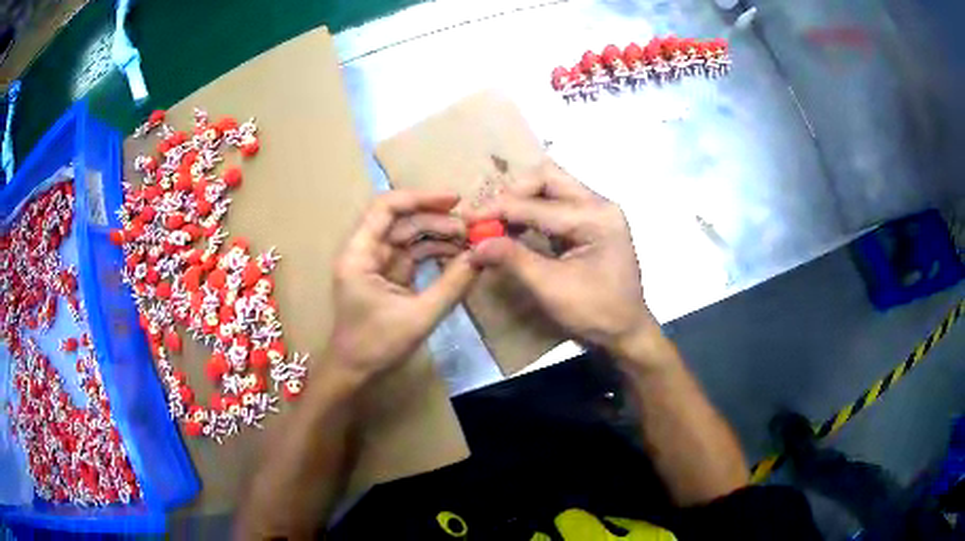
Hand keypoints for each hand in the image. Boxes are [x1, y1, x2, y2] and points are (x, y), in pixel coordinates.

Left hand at [326, 190, 475, 381]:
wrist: (354, 371)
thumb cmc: (376, 345)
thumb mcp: (419, 316)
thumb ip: (452, 285)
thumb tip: (481, 256)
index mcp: (359, 254)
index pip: (386, 208)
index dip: (420, 198)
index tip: (455, 201)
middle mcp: (365, 251)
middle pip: (402, 220)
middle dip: (437, 220)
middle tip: (472, 229)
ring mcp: (376, 263)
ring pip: (409, 236)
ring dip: (439, 236)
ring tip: (470, 242)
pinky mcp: (388, 275)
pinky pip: (413, 254)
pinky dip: (434, 252)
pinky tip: (458, 255)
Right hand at [467, 160, 658, 361]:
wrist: (626, 333)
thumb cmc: (596, 312)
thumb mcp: (551, 287)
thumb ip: (513, 259)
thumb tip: (475, 244)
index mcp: (596, 217)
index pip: (537, 203)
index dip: (499, 209)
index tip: (468, 219)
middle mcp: (599, 204)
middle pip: (548, 178)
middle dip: (513, 193)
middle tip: (487, 216)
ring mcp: (597, 212)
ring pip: (551, 187)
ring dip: (521, 201)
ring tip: (496, 222)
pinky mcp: (591, 224)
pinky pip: (556, 204)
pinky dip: (532, 212)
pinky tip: (515, 227)